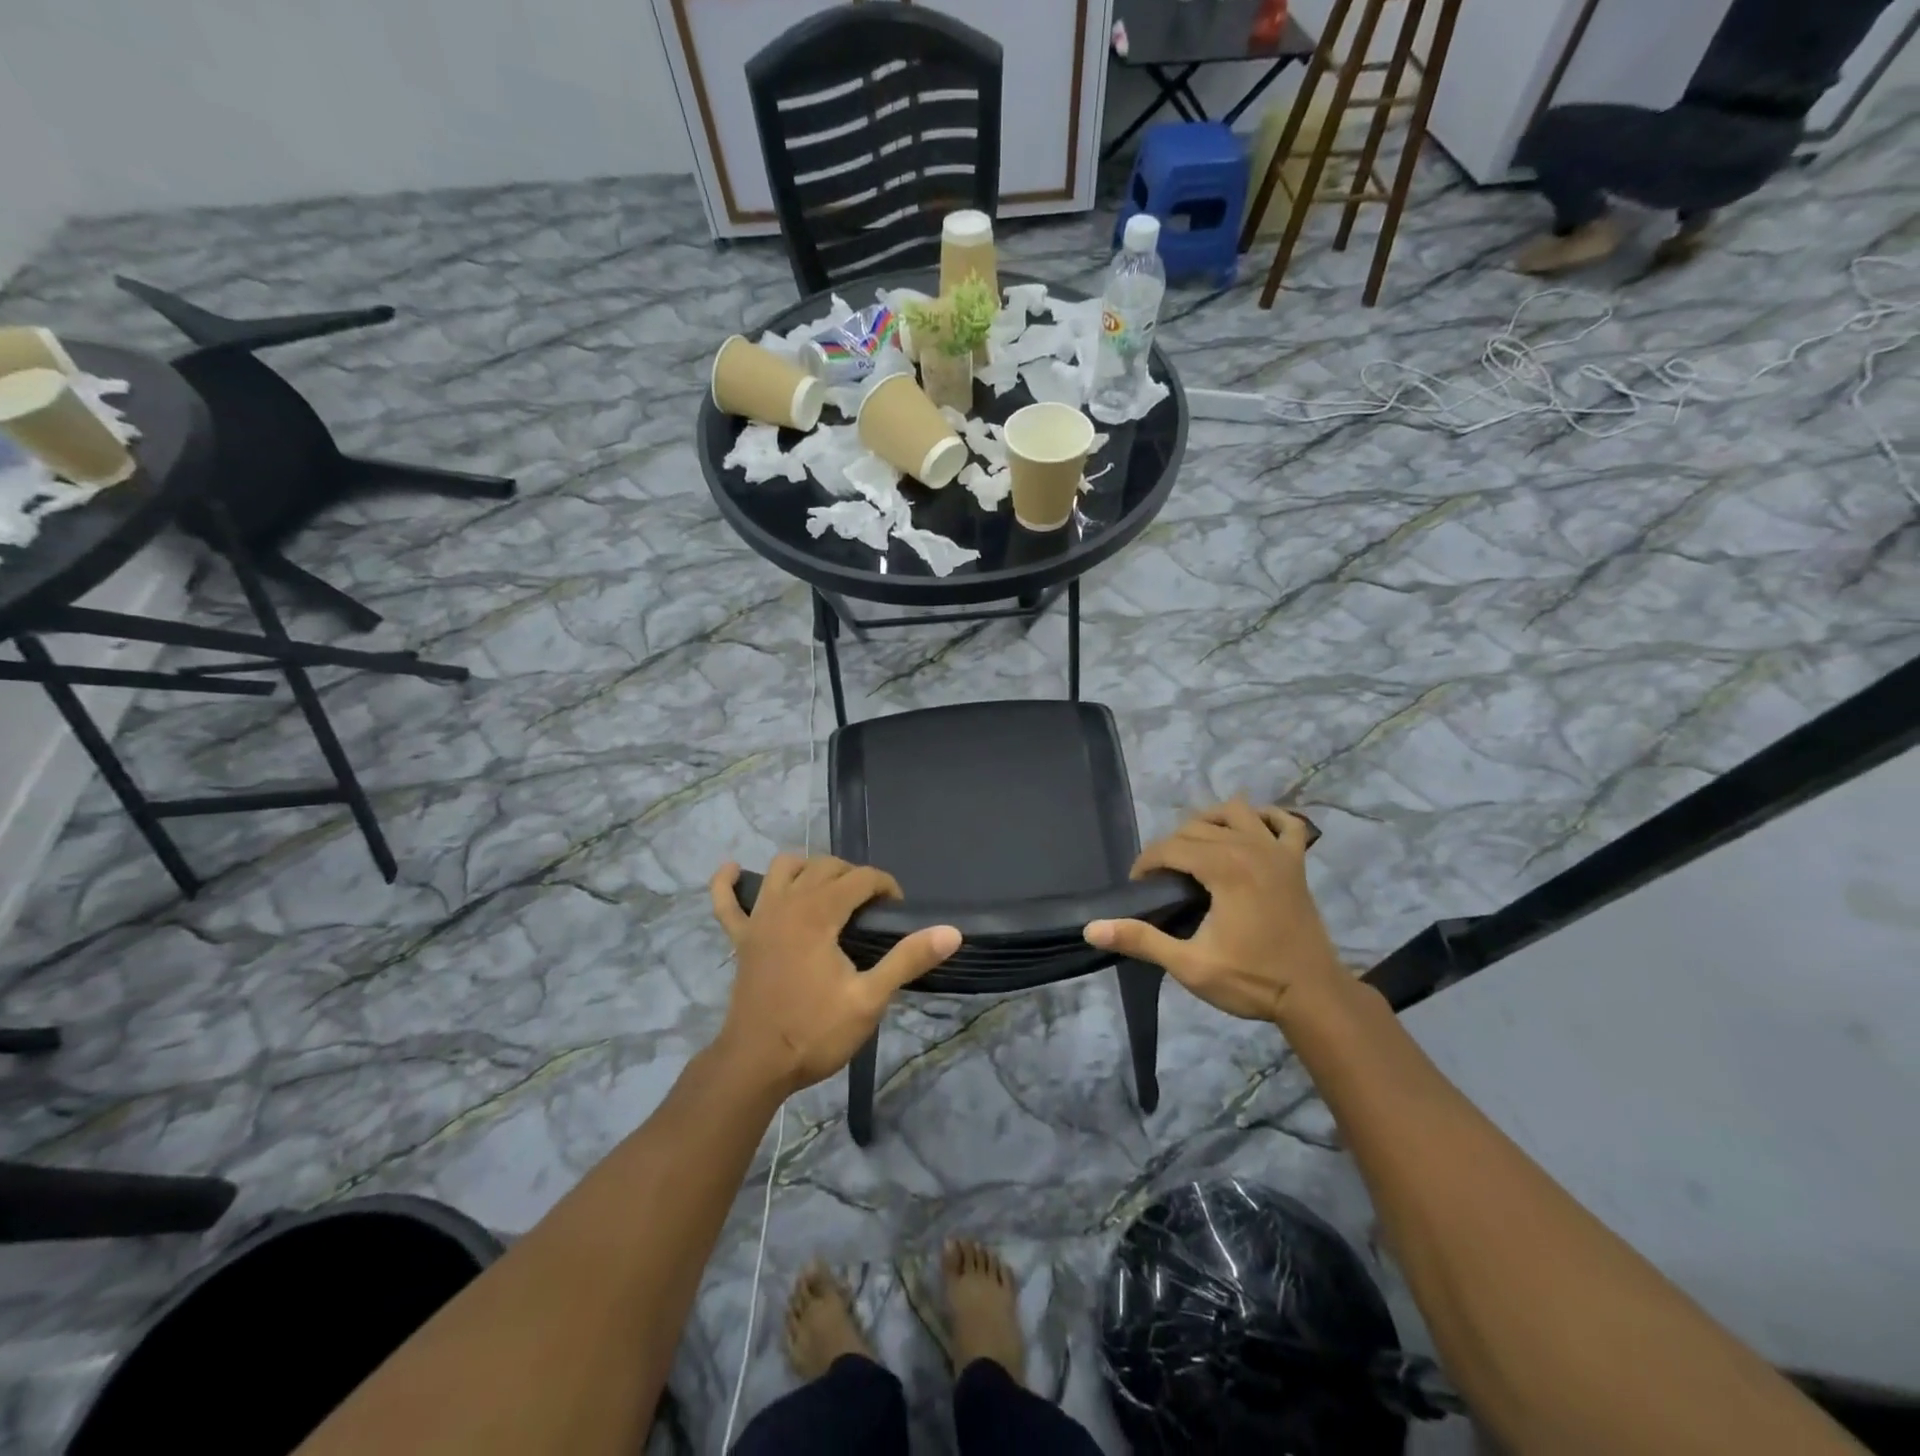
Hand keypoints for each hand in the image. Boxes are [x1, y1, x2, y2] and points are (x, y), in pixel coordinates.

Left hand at [709, 855, 960, 1097]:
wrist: (755, 1066)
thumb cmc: (814, 1032)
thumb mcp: (869, 998)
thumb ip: (908, 959)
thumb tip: (951, 932)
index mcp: (818, 913)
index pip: (860, 878)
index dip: (885, 886)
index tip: (897, 911)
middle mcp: (787, 904)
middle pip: (825, 866)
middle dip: (854, 876)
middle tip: (872, 909)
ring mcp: (759, 919)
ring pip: (783, 870)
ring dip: (808, 869)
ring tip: (827, 890)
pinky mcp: (741, 939)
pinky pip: (726, 901)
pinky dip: (728, 884)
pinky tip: (734, 870)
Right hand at [1085, 801, 1343, 1024]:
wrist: (1314, 997)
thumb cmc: (1252, 981)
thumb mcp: (1190, 966)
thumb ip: (1141, 940)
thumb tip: (1091, 928)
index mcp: (1224, 867)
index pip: (1171, 846)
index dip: (1146, 862)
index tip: (1138, 887)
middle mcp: (1250, 847)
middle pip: (1196, 826)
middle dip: (1171, 846)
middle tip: (1161, 880)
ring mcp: (1278, 851)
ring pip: (1235, 811)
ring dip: (1210, 821)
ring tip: (1195, 847)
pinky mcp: (1297, 863)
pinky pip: (1287, 822)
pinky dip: (1267, 818)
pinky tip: (1252, 829)